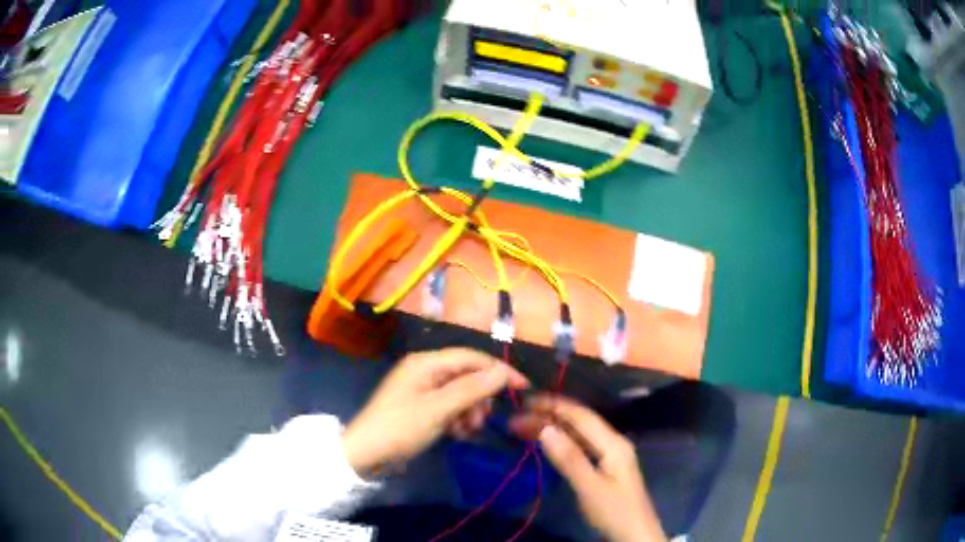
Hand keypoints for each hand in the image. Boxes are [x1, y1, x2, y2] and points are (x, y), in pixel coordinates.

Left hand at [342, 348, 527, 474]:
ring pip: (461, 394)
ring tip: (465, 431)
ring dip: (470, 412)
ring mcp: (423, 390)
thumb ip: (471, 389)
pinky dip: (458, 419)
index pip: (471, 357)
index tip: (522, 387)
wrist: (366, 455)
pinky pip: (450, 407)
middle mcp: (426, 371)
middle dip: (479, 398)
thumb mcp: (438, 410)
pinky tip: (457, 434)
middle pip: (467, 376)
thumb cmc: (400, 428)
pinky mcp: (422, 407)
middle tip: (481, 420)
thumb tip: (502, 372)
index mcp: (426, 363)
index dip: (498, 370)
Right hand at [513, 396, 666, 541]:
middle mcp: (613, 442)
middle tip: (518, 417)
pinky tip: (548, 442)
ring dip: (554, 427)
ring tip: (526, 426)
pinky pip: (581, 446)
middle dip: (550, 415)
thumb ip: (569, 458)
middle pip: (579, 421)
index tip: (525, 401)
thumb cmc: (614, 511)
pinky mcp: (605, 466)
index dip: (553, 405)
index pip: (580, 415)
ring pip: (579, 433)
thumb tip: (545, 428)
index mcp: (613, 442)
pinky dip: (562, 441)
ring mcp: (610, 454)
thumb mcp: (590, 486)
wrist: (635, 534)